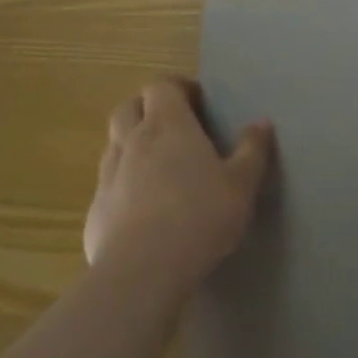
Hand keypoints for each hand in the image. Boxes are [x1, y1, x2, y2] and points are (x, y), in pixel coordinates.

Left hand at [83, 78, 273, 293]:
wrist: (143, 271)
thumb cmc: (201, 216)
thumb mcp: (242, 184)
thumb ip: (253, 150)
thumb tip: (262, 122)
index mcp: (168, 126)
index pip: (161, 86)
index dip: (177, 88)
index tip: (197, 102)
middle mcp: (132, 142)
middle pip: (128, 107)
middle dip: (147, 109)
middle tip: (174, 127)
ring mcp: (108, 176)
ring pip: (114, 145)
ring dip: (133, 146)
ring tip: (160, 167)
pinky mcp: (95, 211)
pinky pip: (108, 185)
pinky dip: (124, 185)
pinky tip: (144, 210)